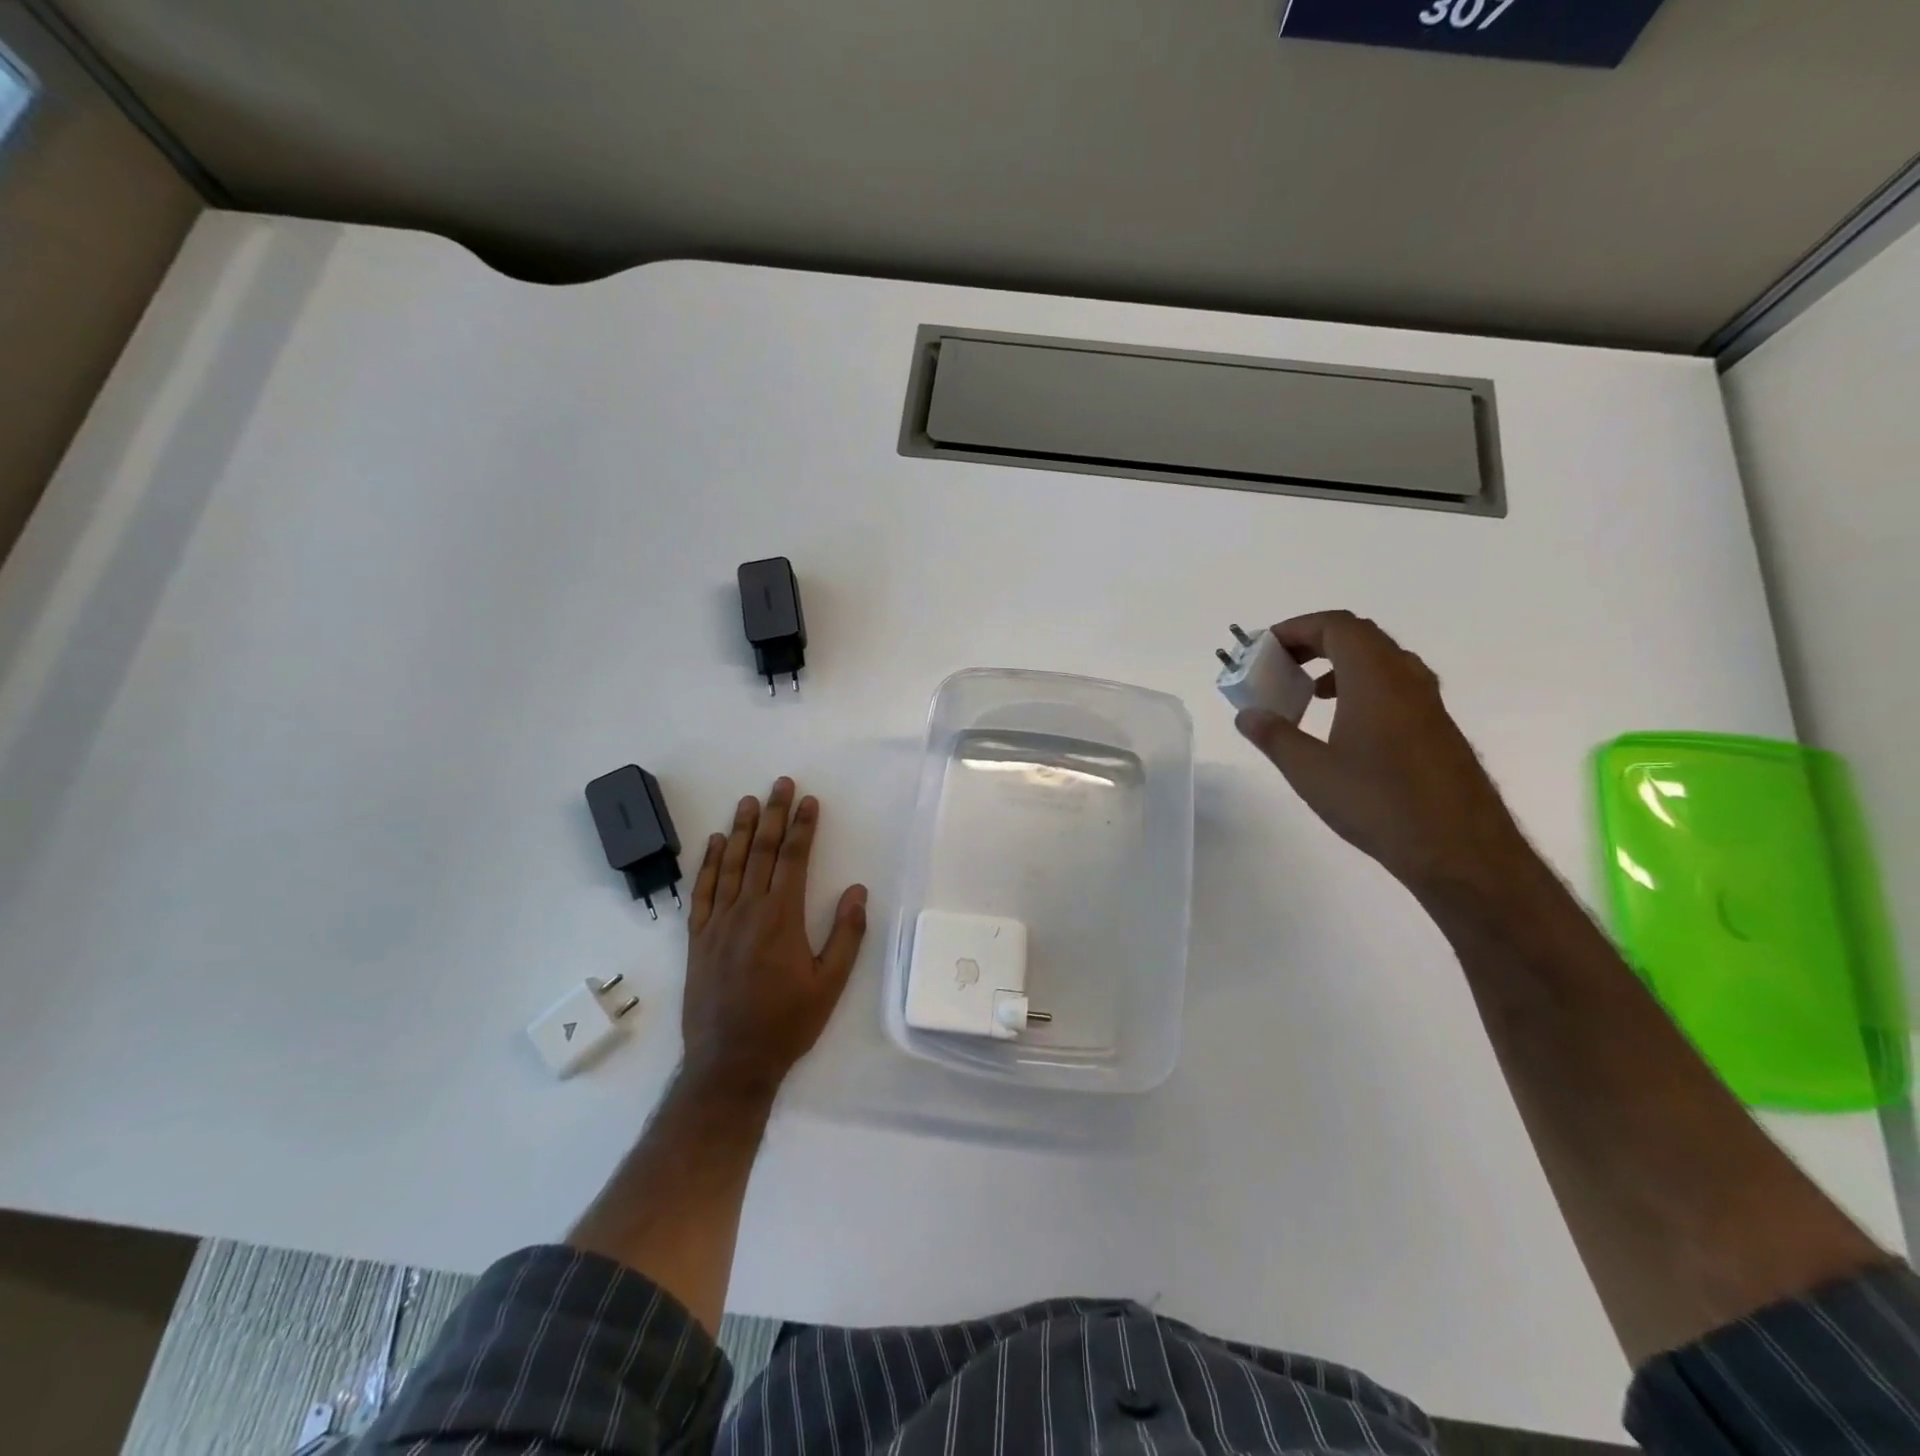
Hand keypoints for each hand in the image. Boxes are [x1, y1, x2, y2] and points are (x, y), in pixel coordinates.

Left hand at [681, 778, 867, 1098]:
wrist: (730, 1062)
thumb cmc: (787, 1023)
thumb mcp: (830, 984)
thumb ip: (846, 935)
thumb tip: (856, 891)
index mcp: (781, 918)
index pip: (793, 859)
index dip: (802, 827)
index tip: (809, 801)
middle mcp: (747, 910)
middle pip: (762, 852)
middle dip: (773, 815)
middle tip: (780, 784)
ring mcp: (718, 922)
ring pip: (730, 864)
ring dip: (741, 830)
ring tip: (749, 801)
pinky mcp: (698, 938)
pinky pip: (703, 891)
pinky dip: (709, 864)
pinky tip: (715, 843)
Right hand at [1234, 611, 1532, 901]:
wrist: (1458, 848)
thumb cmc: (1377, 802)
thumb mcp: (1310, 771)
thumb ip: (1274, 737)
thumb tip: (1247, 715)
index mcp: (1374, 677)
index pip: (1336, 626)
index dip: (1297, 628)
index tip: (1266, 648)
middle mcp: (1406, 678)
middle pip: (1360, 636)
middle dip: (1315, 643)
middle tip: (1281, 666)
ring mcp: (1427, 702)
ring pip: (1380, 661)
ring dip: (1340, 665)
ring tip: (1308, 694)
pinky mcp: (1436, 728)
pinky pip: (1394, 686)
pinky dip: (1361, 687)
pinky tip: (1343, 725)